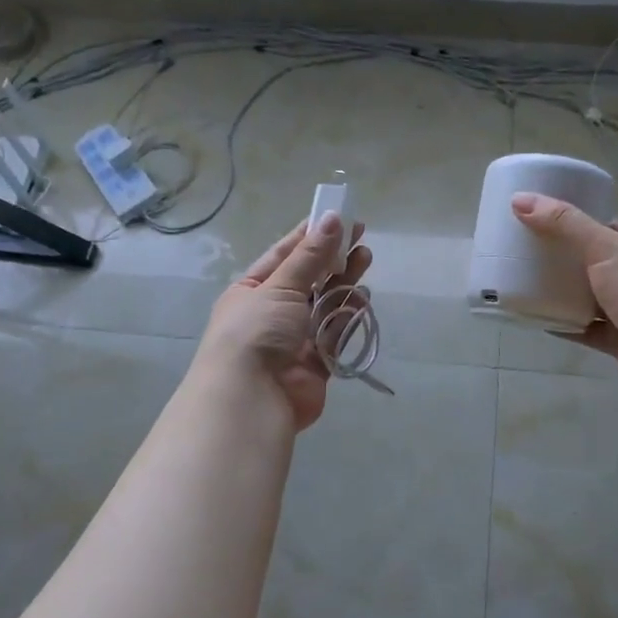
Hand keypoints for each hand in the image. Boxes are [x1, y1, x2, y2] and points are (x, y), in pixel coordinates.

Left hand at [196, 214, 373, 431]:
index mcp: (251, 290)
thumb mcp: (280, 287)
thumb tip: (330, 218)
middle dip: (333, 258)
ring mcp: (294, 339)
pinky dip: (348, 316)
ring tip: (365, 259)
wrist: (251, 399)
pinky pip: (335, 333)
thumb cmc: (256, 332)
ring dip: (344, 283)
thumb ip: (310, 256)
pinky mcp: (315, 363)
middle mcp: (272, 313)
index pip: (284, 255)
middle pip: (309, 279)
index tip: (338, 217)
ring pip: (325, 305)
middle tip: (361, 237)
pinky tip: (362, 297)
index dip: (310, 236)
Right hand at [511, 193, 617, 403]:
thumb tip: (518, 200)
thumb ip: (563, 223)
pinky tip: (536, 318)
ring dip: (560, 292)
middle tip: (520, 254)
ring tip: (521, 284)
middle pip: (589, 261)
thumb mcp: (603, 245)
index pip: (600, 226)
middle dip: (559, 259)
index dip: (570, 222)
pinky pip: (584, 327)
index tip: (535, 221)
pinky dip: (563, 323)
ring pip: (585, 295)